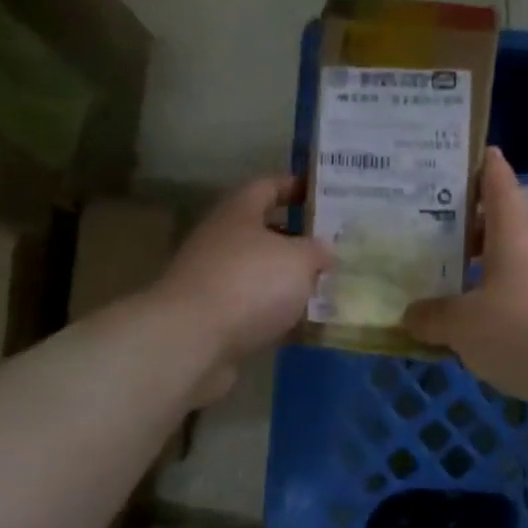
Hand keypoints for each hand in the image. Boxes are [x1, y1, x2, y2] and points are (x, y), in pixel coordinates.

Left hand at [153, 176, 331, 386]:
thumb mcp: (298, 259)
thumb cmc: (249, 283)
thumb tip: (325, 249)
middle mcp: (222, 241)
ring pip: (260, 275)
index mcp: (238, 213)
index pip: (268, 186)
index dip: (295, 186)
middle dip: (298, 240)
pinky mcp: (215, 319)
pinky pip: (255, 310)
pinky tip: (306, 325)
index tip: (323, 193)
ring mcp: (215, 282)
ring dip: (289, 282)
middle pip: (264, 233)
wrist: (192, 341)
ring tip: (328, 288)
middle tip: (334, 248)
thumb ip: (317, 250)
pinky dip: (278, 316)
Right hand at [403, 149, 527, 400]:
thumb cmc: (527, 329)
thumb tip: (410, 314)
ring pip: (510, 267)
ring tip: (445, 290)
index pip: (498, 183)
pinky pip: (523, 299)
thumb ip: (434, 318)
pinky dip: (499, 306)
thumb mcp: (465, 327)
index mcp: (512, 234)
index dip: (483, 165)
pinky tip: (478, 332)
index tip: (468, 151)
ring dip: (480, 274)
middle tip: (426, 237)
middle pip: (499, 228)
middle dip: (466, 231)